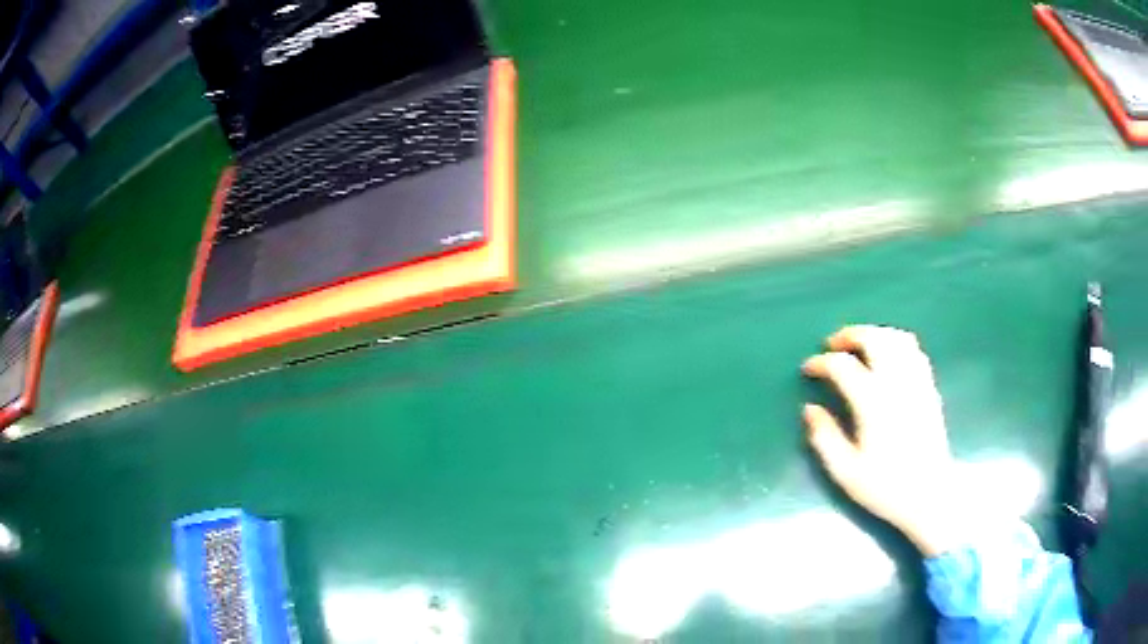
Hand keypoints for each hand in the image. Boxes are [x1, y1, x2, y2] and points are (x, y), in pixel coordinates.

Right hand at [802, 325, 958, 556]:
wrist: (930, 495)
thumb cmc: (886, 487)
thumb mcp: (846, 472)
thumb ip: (825, 438)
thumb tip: (810, 410)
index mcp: (872, 402)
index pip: (842, 366)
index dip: (821, 363)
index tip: (807, 369)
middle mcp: (896, 383)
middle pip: (872, 338)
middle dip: (848, 335)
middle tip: (832, 345)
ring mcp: (916, 381)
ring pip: (895, 338)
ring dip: (873, 334)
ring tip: (859, 346)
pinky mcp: (930, 387)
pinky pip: (914, 349)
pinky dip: (896, 343)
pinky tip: (888, 356)